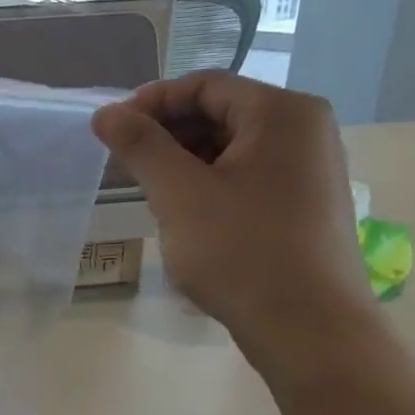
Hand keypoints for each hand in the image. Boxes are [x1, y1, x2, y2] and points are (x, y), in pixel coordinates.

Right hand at [91, 72, 377, 367]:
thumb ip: (140, 145)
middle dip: (166, 133)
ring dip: (183, 160)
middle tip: (123, 162)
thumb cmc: (241, 250)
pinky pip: (247, 174)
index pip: (205, 85)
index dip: (151, 102)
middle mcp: (305, 129)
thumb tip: (105, 113)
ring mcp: (309, 168)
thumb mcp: (179, 193)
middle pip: (220, 112)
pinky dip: (208, 182)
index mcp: (283, 113)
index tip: (111, 130)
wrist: (309, 328)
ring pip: (231, 146)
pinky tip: (182, 211)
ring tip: (146, 189)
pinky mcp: (305, 203)